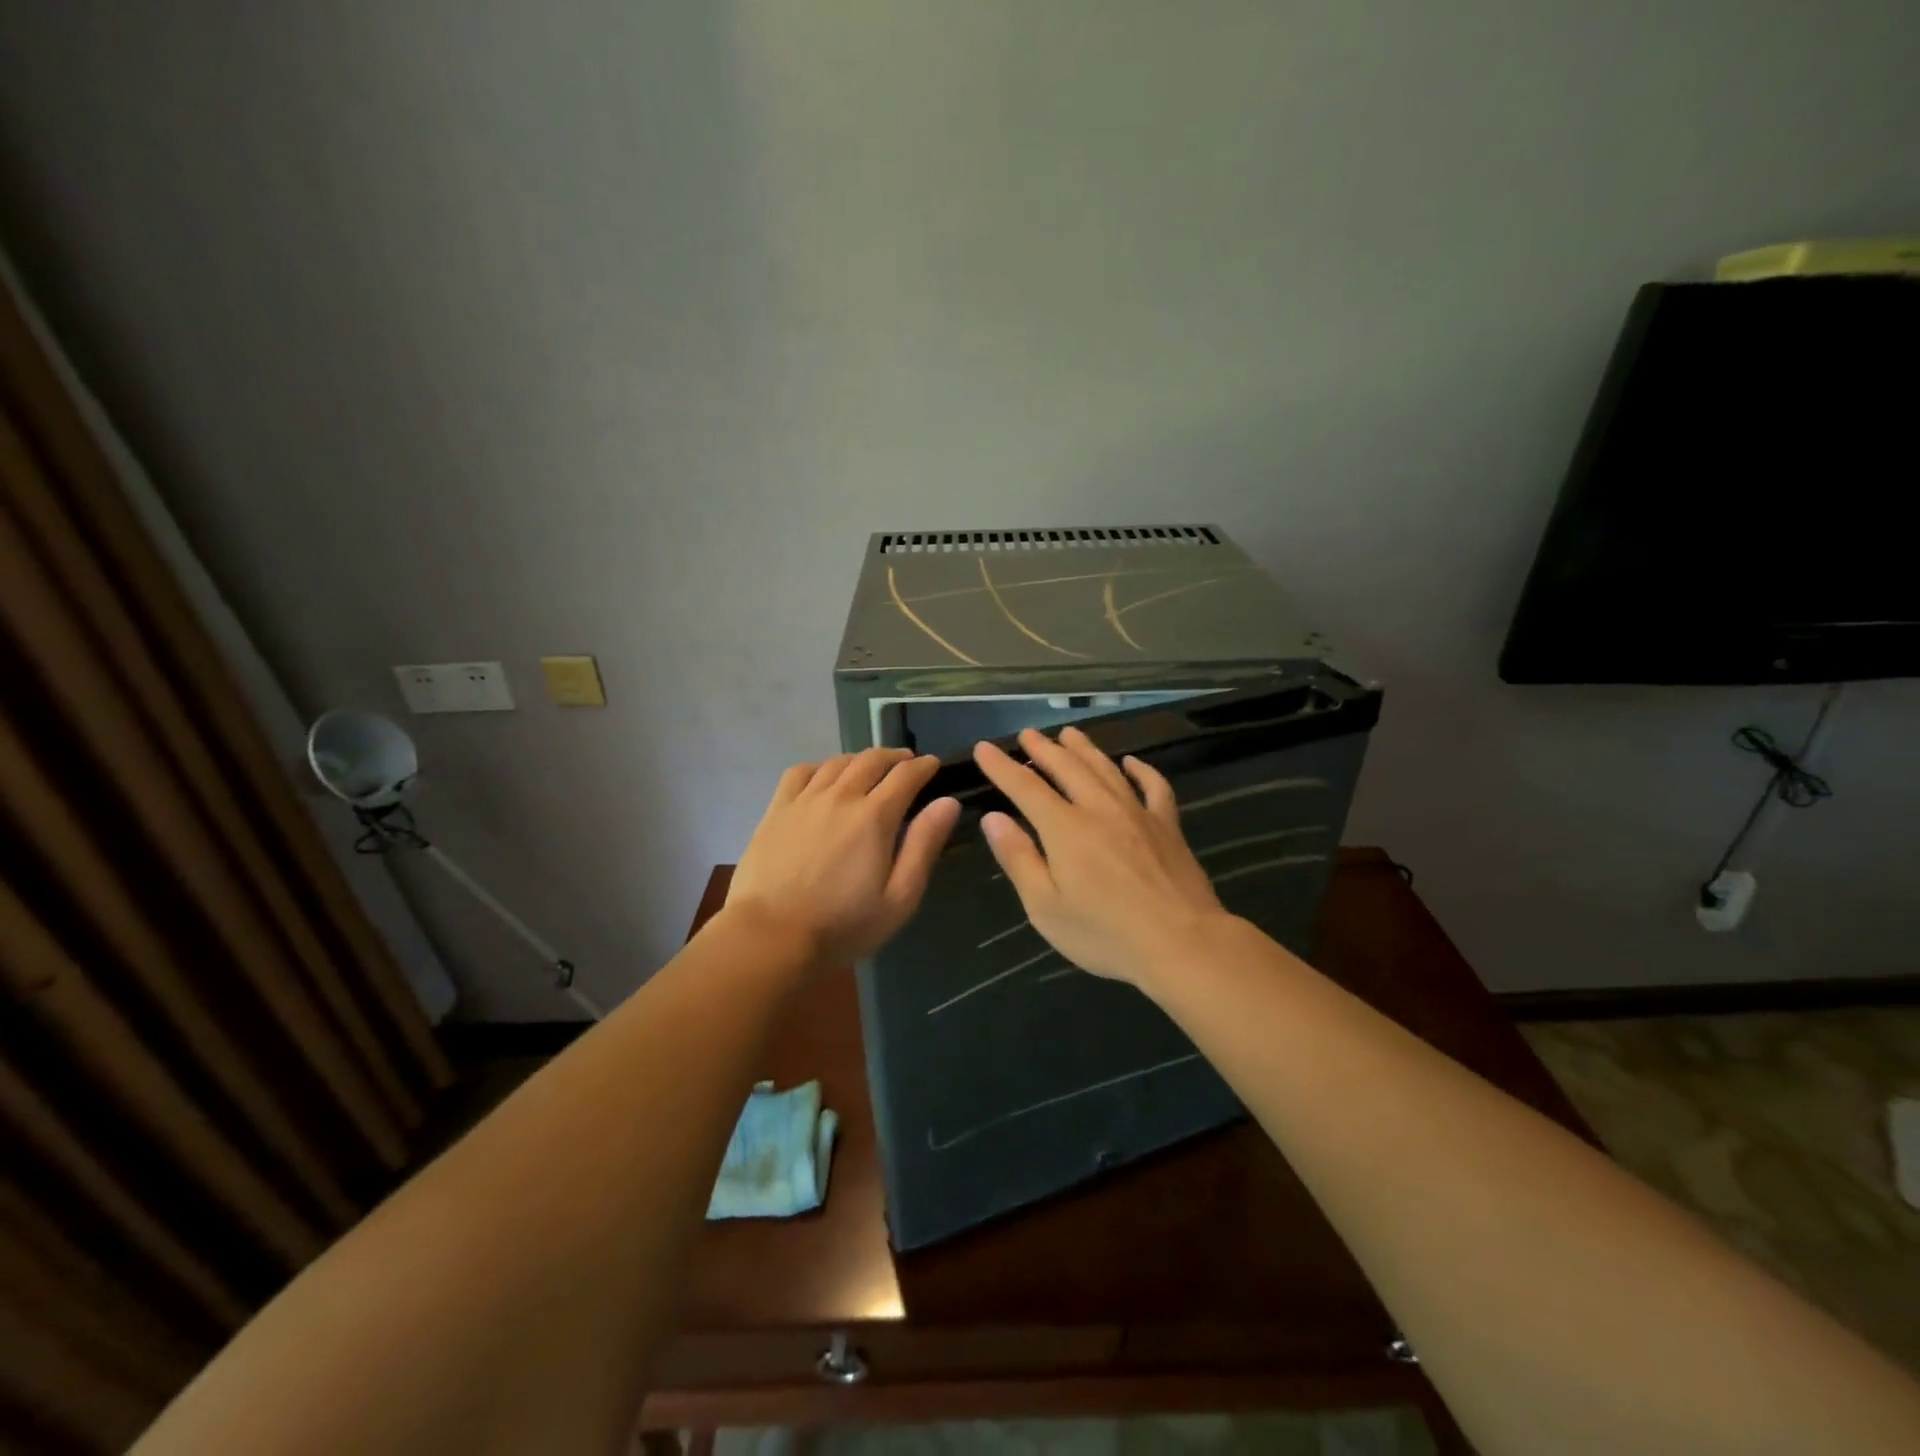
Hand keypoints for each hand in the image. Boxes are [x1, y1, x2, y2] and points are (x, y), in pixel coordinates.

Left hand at [728, 747, 960, 968]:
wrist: (771, 936)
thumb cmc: (843, 925)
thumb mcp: (899, 898)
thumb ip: (924, 846)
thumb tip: (947, 803)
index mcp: (875, 817)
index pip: (906, 776)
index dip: (924, 767)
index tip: (933, 765)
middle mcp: (841, 796)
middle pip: (872, 760)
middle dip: (895, 757)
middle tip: (907, 762)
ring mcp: (805, 800)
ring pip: (838, 762)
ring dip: (861, 759)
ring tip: (870, 767)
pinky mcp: (777, 810)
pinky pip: (801, 772)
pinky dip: (820, 766)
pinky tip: (825, 776)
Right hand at [972, 726, 1227, 990]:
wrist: (1182, 943)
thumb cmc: (1105, 933)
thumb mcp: (1045, 907)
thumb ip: (1018, 858)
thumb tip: (993, 819)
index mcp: (1065, 828)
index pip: (1025, 786)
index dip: (1002, 766)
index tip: (984, 748)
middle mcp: (1099, 808)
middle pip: (1067, 767)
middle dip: (1043, 748)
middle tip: (1027, 734)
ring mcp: (1138, 813)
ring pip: (1106, 769)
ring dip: (1084, 749)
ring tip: (1069, 734)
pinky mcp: (1168, 826)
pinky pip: (1154, 786)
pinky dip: (1141, 770)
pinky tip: (1131, 763)